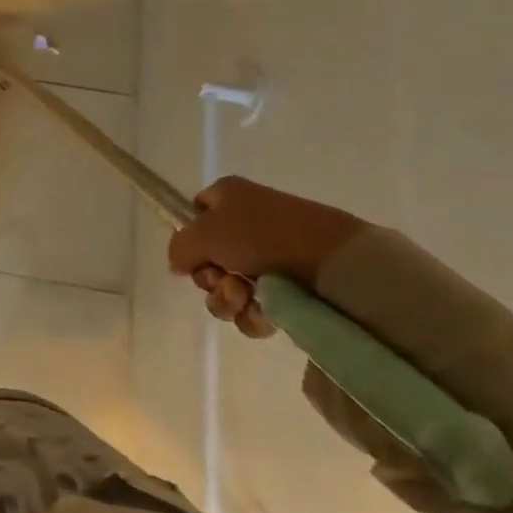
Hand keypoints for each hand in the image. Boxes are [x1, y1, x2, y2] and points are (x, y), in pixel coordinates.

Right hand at [165, 176, 368, 338]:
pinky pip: (255, 306)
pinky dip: (253, 314)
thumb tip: (179, 264)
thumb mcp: (202, 234)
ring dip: (228, 299)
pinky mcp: (290, 287)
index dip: (189, 238)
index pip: (194, 215)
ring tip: (246, 298)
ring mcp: (270, 257)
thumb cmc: (261, 236)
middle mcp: (247, 223)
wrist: (333, 262)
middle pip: (209, 258)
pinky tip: (263, 313)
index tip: (194, 256)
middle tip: (223, 280)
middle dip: (210, 278)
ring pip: (228, 287)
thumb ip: (178, 248)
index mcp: (228, 198)